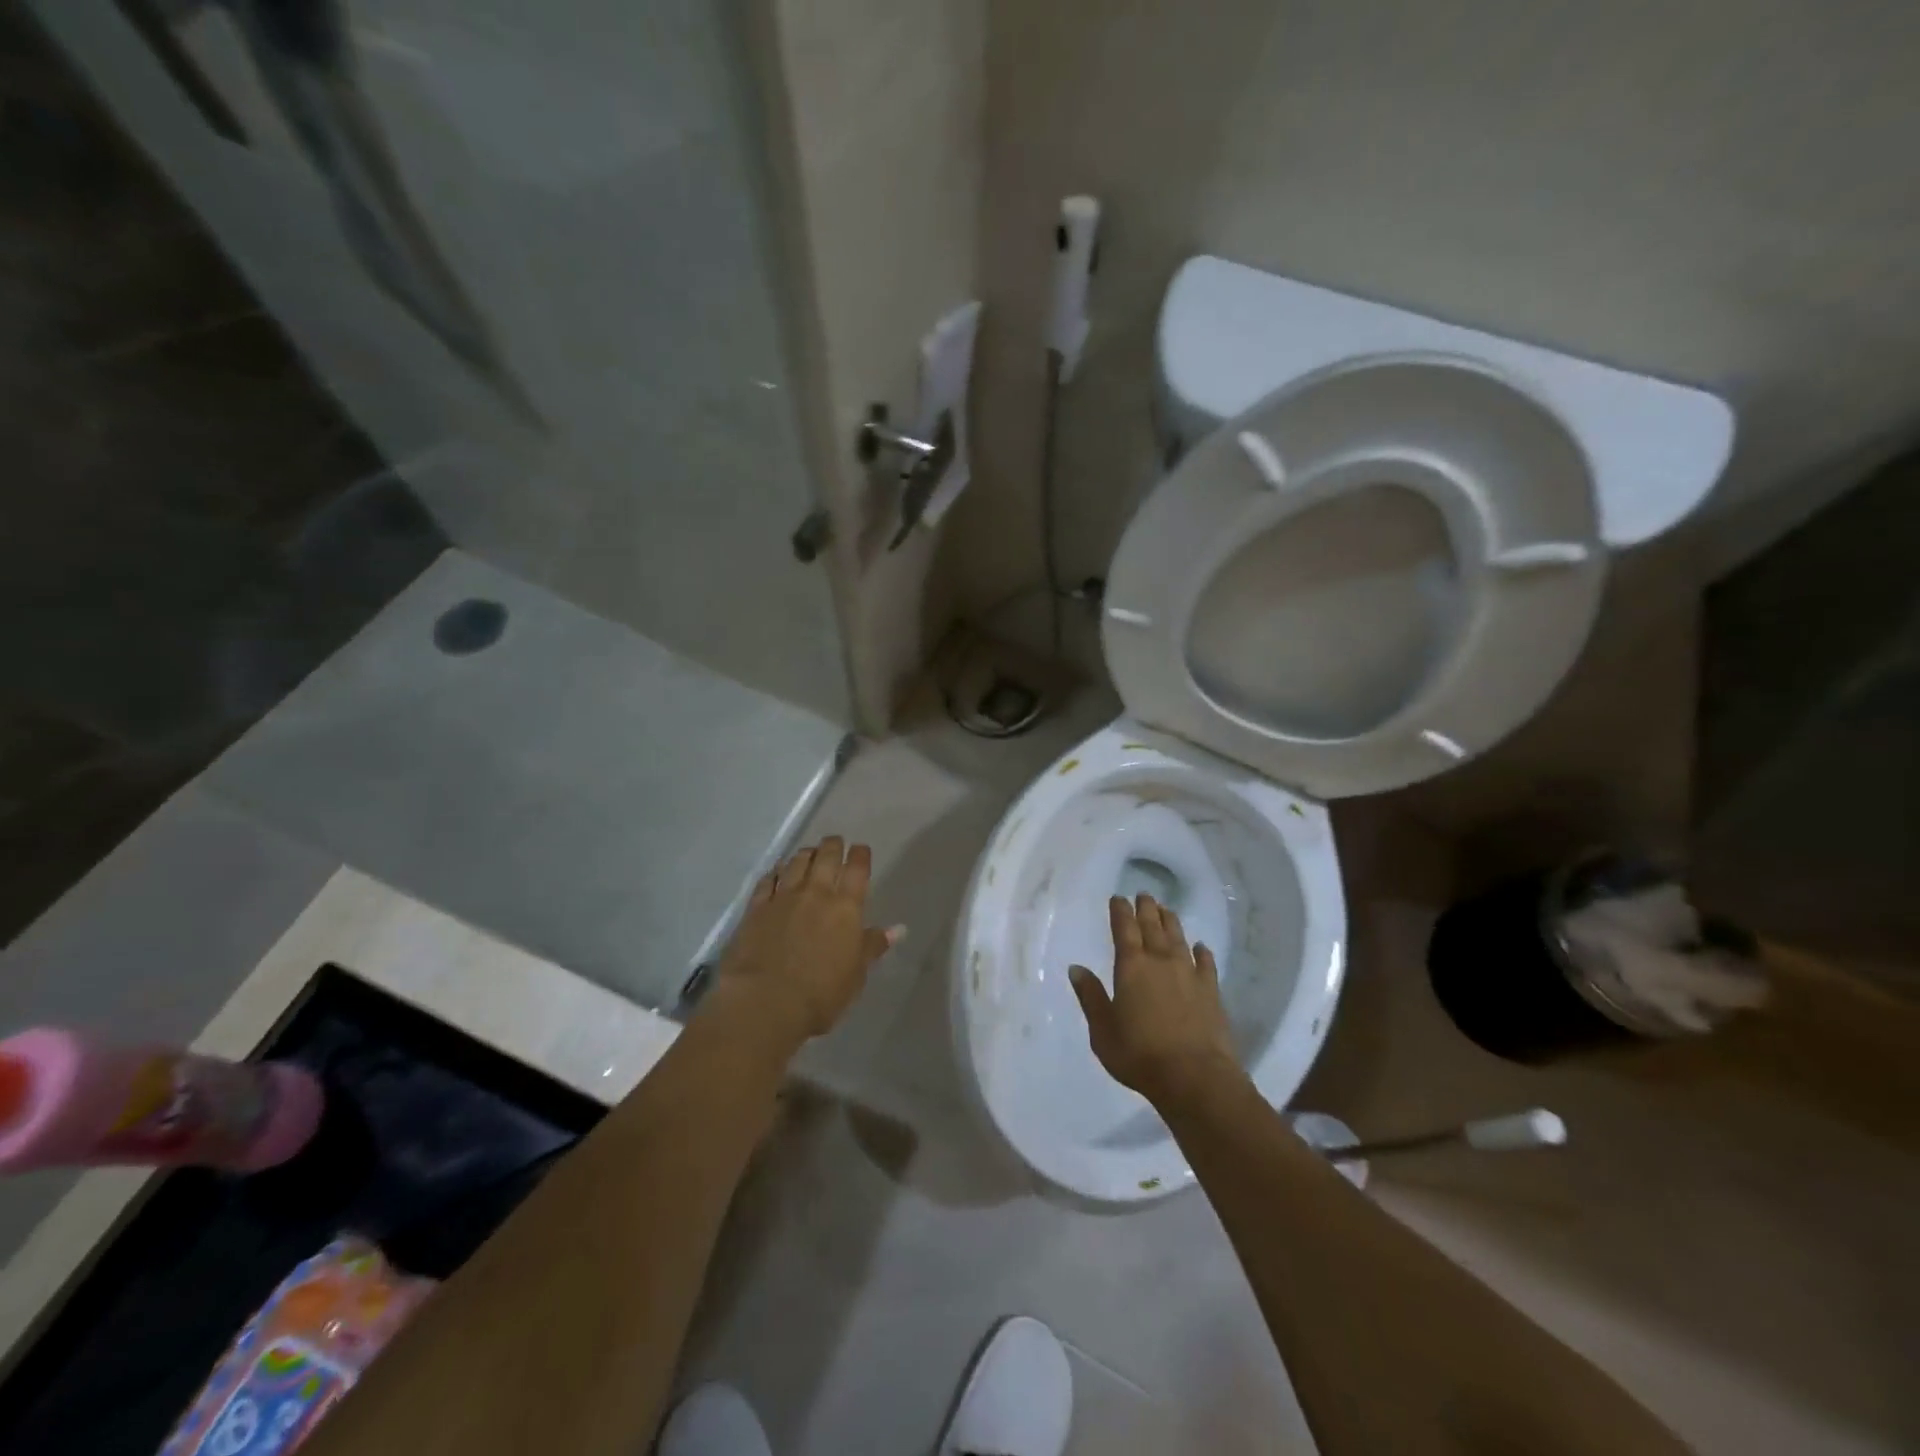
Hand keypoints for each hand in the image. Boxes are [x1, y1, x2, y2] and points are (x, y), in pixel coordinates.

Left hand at [711, 837, 902, 1041]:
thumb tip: (898, 929)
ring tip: (809, 852)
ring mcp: (783, 898)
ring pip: (796, 863)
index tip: (861, 850)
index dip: (860, 855)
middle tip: (835, 842)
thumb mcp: (856, 974)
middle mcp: (815, 893)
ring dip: (805, 854)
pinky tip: (777, 870)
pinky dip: (775, 871)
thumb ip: (873, 946)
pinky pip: (767, 881)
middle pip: (825, 857)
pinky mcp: (756, 908)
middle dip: (832, 846)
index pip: (857, 869)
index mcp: (846, 907)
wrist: (765, 1002)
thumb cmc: (821, 994)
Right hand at [1069, 894, 1241, 1108]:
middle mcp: (1160, 962)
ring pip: (1179, 939)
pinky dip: (1202, 952)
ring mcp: (1189, 975)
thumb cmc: (1140, 1054)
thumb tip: (1076, 968)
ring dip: (1171, 922)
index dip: (1120, 911)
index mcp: (1131, 967)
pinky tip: (1201, 947)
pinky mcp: (1212, 992)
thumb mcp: (1102, 1030)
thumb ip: (1091, 997)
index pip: (1124, 930)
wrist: (1194, 1077)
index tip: (1118, 897)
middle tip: (1143, 894)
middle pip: (1153, 927)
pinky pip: (1206, 963)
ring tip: (1167, 909)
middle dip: (1146, 909)